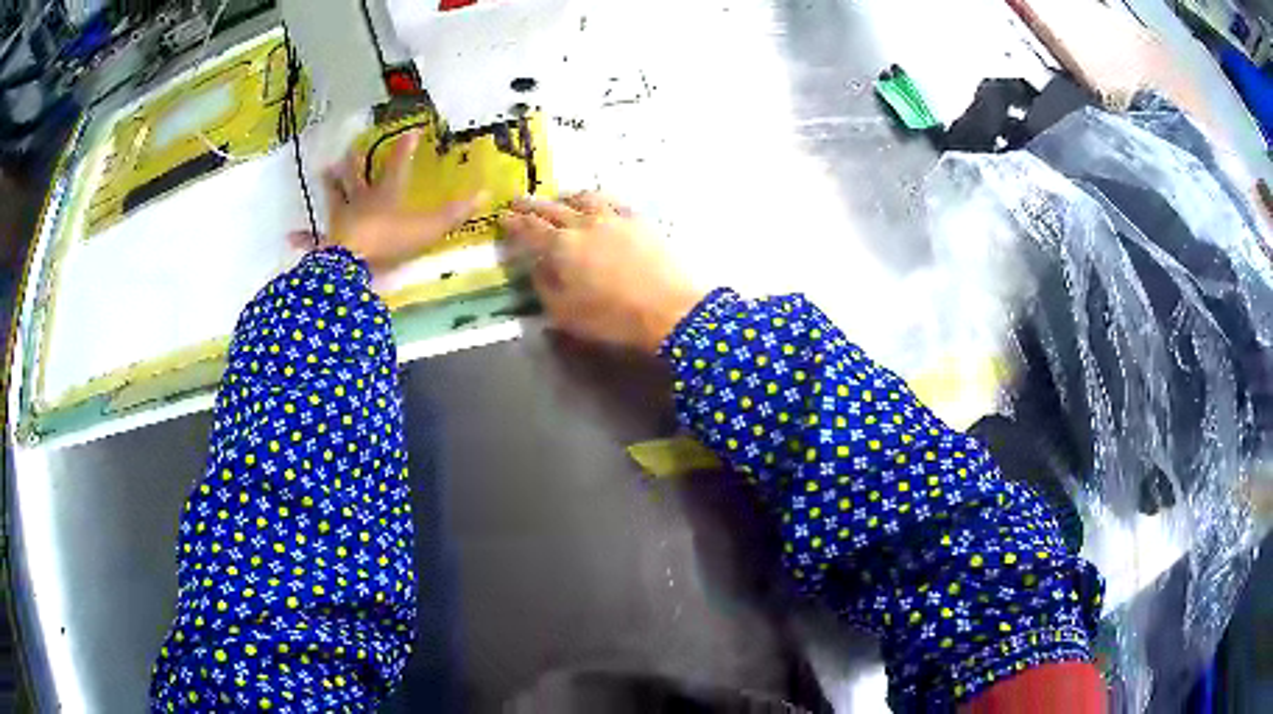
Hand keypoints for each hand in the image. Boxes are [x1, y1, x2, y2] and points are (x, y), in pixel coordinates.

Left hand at [293, 130, 483, 272]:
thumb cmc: (390, 242)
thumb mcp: (429, 228)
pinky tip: (290, 237)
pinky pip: (313, 239)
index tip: (410, 131)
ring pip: (335, 196)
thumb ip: (455, 213)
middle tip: (353, 147)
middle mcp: (361, 201)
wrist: (353, 265)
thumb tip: (485, 193)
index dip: (405, 147)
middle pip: (358, 175)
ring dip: (330, 184)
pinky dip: (303, 238)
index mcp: (386, 194)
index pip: (398, 164)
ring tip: (324, 170)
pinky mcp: (327, 243)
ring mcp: (341, 220)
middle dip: (357, 160)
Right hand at [501, 192, 705, 353]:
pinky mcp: (638, 219)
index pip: (529, 230)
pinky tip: (597, 204)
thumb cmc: (613, 319)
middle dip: (531, 205)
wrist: (670, 309)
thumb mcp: (565, 315)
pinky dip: (596, 199)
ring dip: (564, 198)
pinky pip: (611, 200)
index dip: (513, 223)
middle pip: (551, 208)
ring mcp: (613, 217)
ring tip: (558, 200)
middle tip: (517, 201)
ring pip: (582, 198)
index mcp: (560, 248)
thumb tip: (536, 268)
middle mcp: (583, 224)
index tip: (502, 218)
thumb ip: (545, 287)